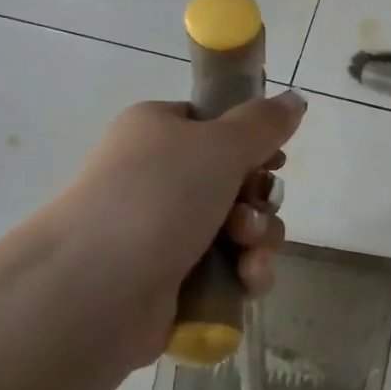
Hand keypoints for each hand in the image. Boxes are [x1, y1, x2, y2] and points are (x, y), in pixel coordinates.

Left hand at [41, 91, 306, 365]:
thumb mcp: (220, 144)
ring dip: (259, 237)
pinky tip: (246, 278)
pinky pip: (231, 268)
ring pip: (242, 227)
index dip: (254, 144)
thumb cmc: (157, 198)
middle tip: (250, 208)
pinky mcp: (177, 280)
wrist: (93, 290)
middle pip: (239, 180)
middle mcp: (161, 178)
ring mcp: (167, 231)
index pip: (218, 126)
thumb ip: (265, 122)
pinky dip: (247, 272)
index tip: (273, 161)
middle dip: (259, 199)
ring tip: (246, 250)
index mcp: (160, 132)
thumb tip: (297, 98)